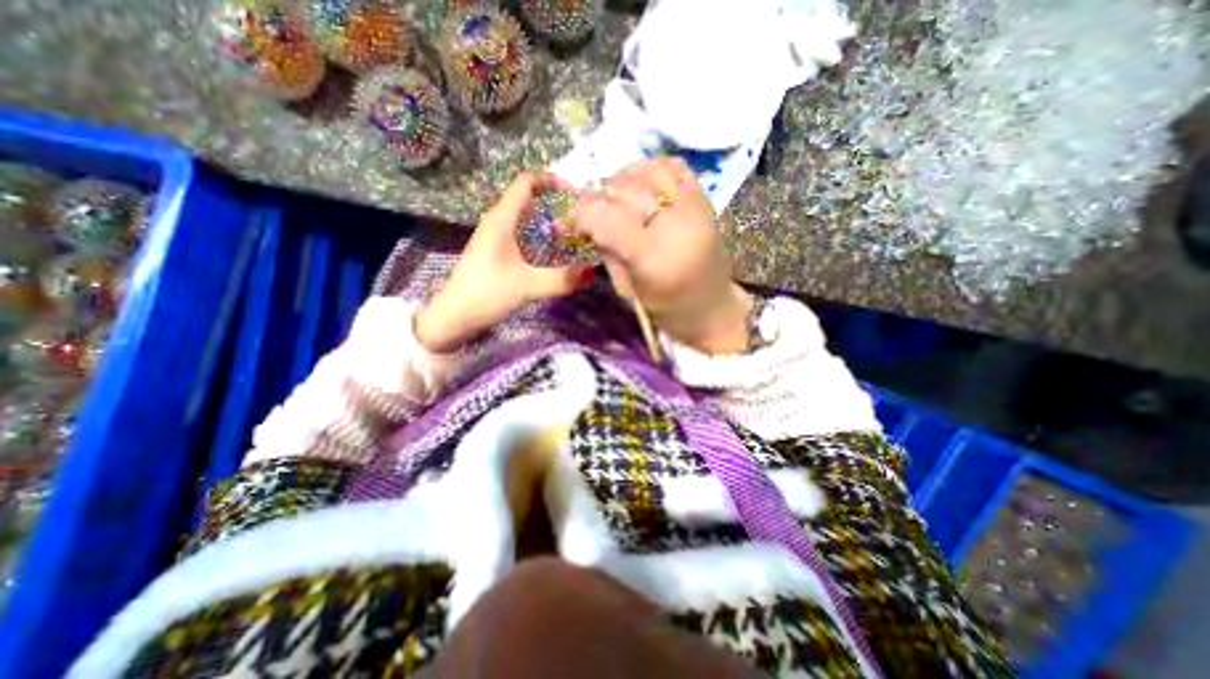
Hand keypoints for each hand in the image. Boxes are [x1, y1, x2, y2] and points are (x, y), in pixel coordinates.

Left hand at [416, 172, 595, 351]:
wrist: (454, 316)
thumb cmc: (486, 294)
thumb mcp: (527, 286)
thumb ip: (561, 279)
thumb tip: (591, 270)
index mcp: (501, 219)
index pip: (525, 182)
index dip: (550, 180)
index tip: (574, 193)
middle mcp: (497, 221)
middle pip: (528, 198)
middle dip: (555, 203)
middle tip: (580, 218)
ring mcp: (495, 237)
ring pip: (526, 217)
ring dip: (548, 221)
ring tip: (573, 235)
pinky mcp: (496, 252)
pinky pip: (522, 233)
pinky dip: (541, 236)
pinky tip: (554, 253)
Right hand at [574, 154, 752, 352]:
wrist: (713, 308)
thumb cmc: (667, 309)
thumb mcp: (628, 290)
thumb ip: (608, 252)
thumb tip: (590, 220)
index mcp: (652, 259)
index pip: (608, 218)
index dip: (584, 212)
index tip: (577, 219)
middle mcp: (674, 226)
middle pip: (625, 190)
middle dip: (602, 196)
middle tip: (596, 210)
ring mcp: (694, 208)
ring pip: (648, 170)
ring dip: (624, 179)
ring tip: (618, 197)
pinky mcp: (705, 199)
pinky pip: (673, 166)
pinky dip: (651, 169)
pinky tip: (643, 185)